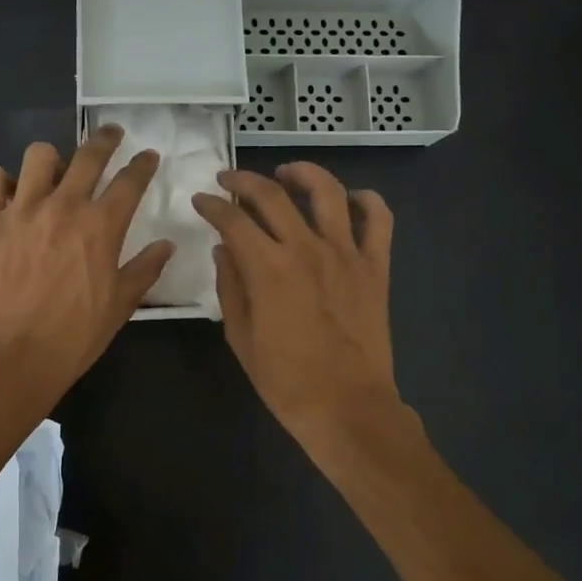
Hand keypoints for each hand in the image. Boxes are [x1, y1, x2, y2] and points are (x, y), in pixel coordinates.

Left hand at [0, 126, 173, 403]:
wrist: (15, 355)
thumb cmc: (75, 334)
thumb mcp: (121, 304)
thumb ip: (146, 268)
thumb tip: (167, 244)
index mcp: (101, 225)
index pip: (130, 180)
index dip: (143, 164)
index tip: (148, 156)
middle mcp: (63, 206)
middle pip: (89, 155)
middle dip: (106, 139)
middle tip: (111, 135)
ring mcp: (21, 210)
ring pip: (38, 156)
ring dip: (51, 161)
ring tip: (53, 173)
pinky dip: (0, 181)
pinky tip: (9, 195)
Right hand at [191, 162, 399, 445]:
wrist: (347, 407)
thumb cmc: (286, 380)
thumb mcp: (240, 337)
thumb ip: (230, 286)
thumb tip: (225, 249)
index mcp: (268, 268)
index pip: (232, 219)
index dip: (212, 205)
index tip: (201, 201)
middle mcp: (306, 248)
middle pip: (272, 195)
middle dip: (244, 180)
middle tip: (230, 179)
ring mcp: (346, 254)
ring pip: (328, 192)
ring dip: (304, 173)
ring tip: (287, 173)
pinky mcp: (376, 266)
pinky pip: (379, 220)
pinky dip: (368, 202)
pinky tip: (352, 200)